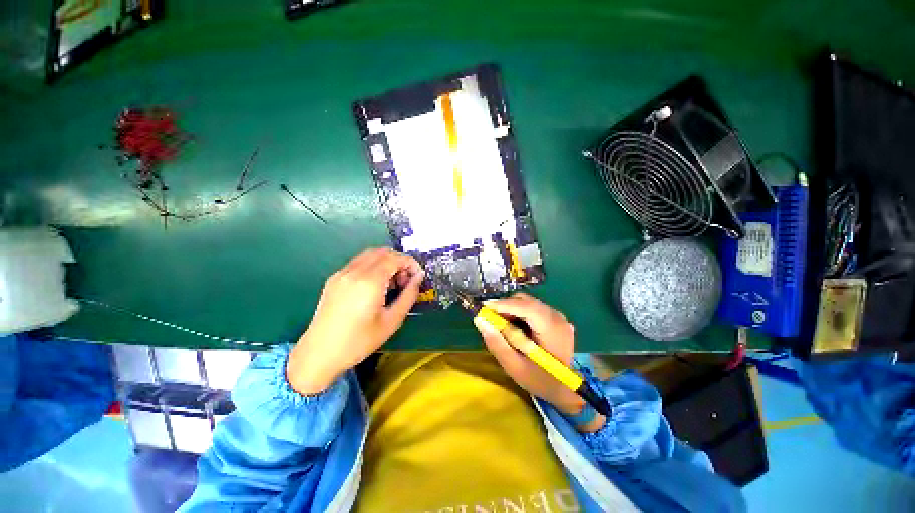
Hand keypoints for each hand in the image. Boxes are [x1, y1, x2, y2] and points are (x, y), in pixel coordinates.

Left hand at [287, 248, 423, 394]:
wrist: (319, 354)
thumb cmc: (359, 341)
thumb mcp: (392, 320)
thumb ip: (409, 295)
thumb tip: (419, 277)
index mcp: (369, 281)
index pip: (395, 258)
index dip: (411, 263)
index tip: (418, 276)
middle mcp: (354, 271)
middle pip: (383, 252)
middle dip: (399, 262)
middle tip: (405, 281)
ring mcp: (342, 273)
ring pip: (370, 255)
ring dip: (386, 262)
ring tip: (392, 284)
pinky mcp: (334, 278)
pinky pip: (358, 263)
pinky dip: (373, 266)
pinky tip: (375, 286)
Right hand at [474, 293, 583, 414]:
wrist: (565, 389)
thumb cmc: (539, 380)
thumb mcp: (514, 366)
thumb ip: (497, 342)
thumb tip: (480, 319)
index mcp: (552, 329)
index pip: (526, 306)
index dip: (504, 304)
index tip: (483, 307)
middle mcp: (557, 317)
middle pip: (526, 301)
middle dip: (505, 306)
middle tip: (491, 319)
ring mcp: (558, 316)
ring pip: (528, 302)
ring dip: (511, 309)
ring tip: (502, 326)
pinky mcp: (555, 318)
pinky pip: (532, 307)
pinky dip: (519, 313)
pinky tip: (515, 328)